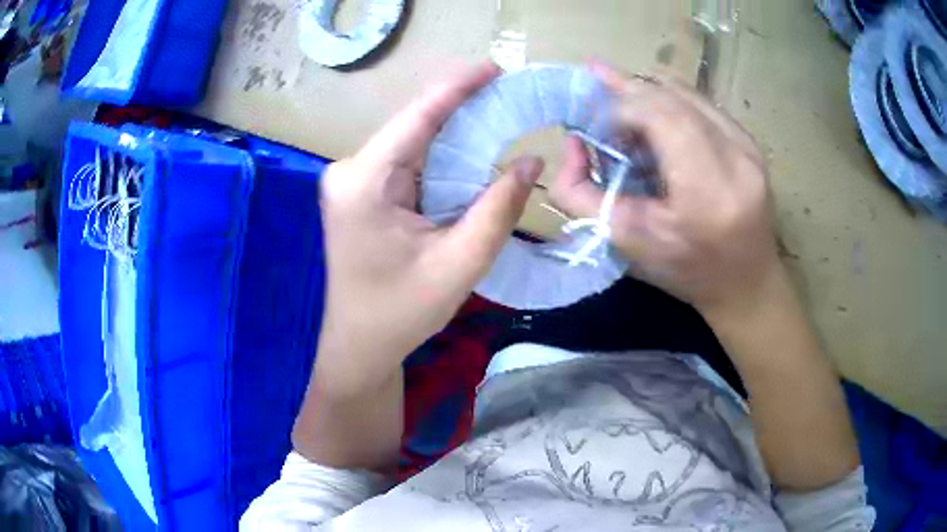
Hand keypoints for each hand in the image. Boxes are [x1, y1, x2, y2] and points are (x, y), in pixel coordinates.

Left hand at [315, 62, 543, 397]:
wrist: (359, 345)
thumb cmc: (402, 312)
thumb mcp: (460, 263)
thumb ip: (498, 208)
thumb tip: (531, 161)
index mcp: (365, 181)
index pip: (418, 116)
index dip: (459, 86)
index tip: (496, 68)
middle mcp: (350, 170)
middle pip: (414, 124)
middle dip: (463, 107)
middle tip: (510, 95)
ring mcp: (351, 180)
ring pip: (411, 141)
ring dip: (454, 131)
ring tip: (500, 115)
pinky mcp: (359, 192)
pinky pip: (405, 161)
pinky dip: (440, 155)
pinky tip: (471, 150)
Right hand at [549, 63, 780, 316]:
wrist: (747, 284)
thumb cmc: (686, 272)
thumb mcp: (625, 243)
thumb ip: (580, 194)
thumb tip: (572, 142)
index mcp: (706, 191)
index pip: (659, 115)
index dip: (618, 108)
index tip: (594, 127)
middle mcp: (734, 158)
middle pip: (671, 96)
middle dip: (626, 92)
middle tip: (596, 98)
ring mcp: (747, 146)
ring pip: (685, 93)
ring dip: (647, 96)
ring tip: (624, 116)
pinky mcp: (750, 142)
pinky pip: (700, 104)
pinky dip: (670, 105)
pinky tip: (655, 124)